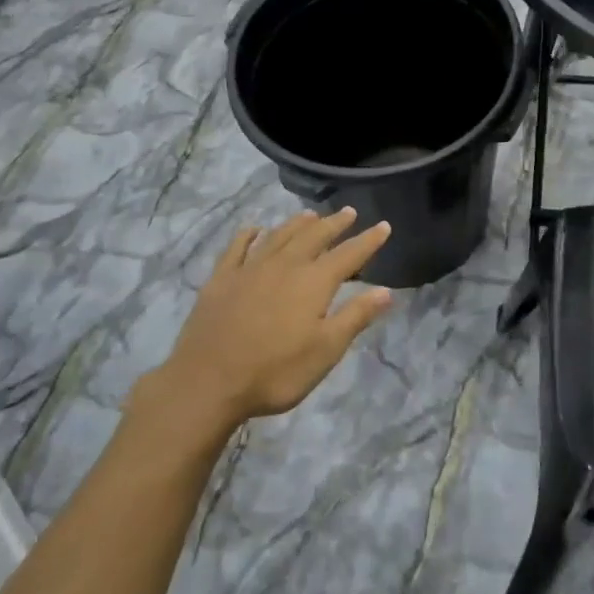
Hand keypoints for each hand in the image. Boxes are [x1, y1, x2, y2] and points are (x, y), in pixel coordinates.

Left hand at [147, 208, 394, 435]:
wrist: (208, 382)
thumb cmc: (275, 371)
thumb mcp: (326, 350)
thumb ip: (355, 316)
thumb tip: (386, 290)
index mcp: (314, 282)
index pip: (348, 255)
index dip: (368, 240)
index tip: (384, 225)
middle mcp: (284, 266)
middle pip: (314, 237)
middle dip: (334, 224)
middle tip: (348, 212)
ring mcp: (249, 269)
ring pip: (279, 236)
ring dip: (297, 223)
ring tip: (311, 214)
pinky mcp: (221, 279)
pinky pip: (237, 248)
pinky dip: (248, 235)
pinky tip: (253, 229)